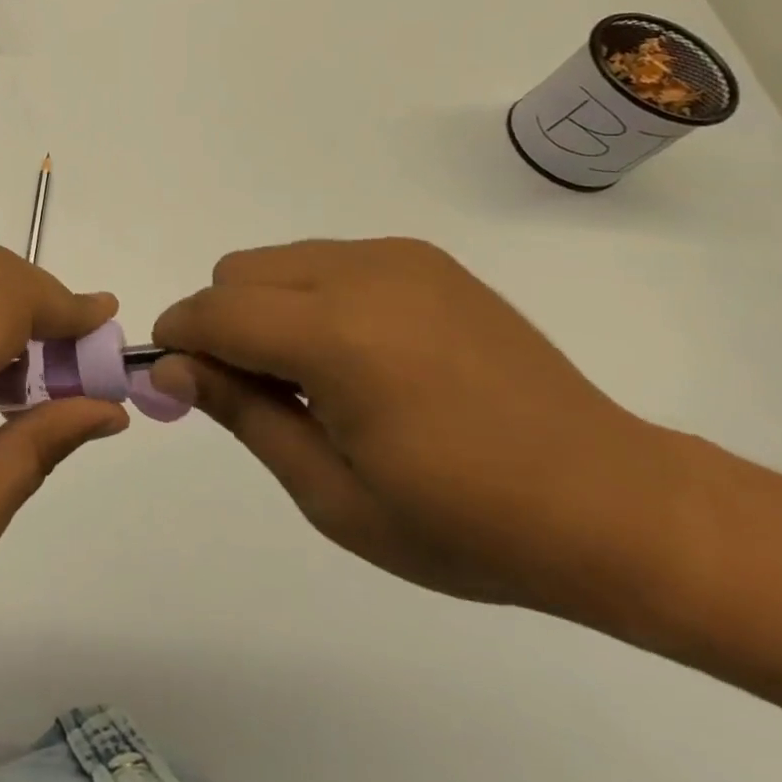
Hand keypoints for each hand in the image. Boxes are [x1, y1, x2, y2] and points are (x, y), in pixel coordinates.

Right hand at [150, 239, 671, 616]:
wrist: (613, 504)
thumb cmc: (465, 523)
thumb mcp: (332, 494)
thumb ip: (241, 414)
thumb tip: (169, 369)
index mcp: (337, 337)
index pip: (214, 312)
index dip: (179, 340)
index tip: (175, 380)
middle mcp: (360, 274)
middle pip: (237, 273)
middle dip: (222, 324)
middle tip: (260, 392)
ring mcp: (395, 258)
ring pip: (277, 260)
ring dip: (266, 307)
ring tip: (316, 376)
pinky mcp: (422, 257)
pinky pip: (326, 259)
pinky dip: (311, 296)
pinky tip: (362, 354)